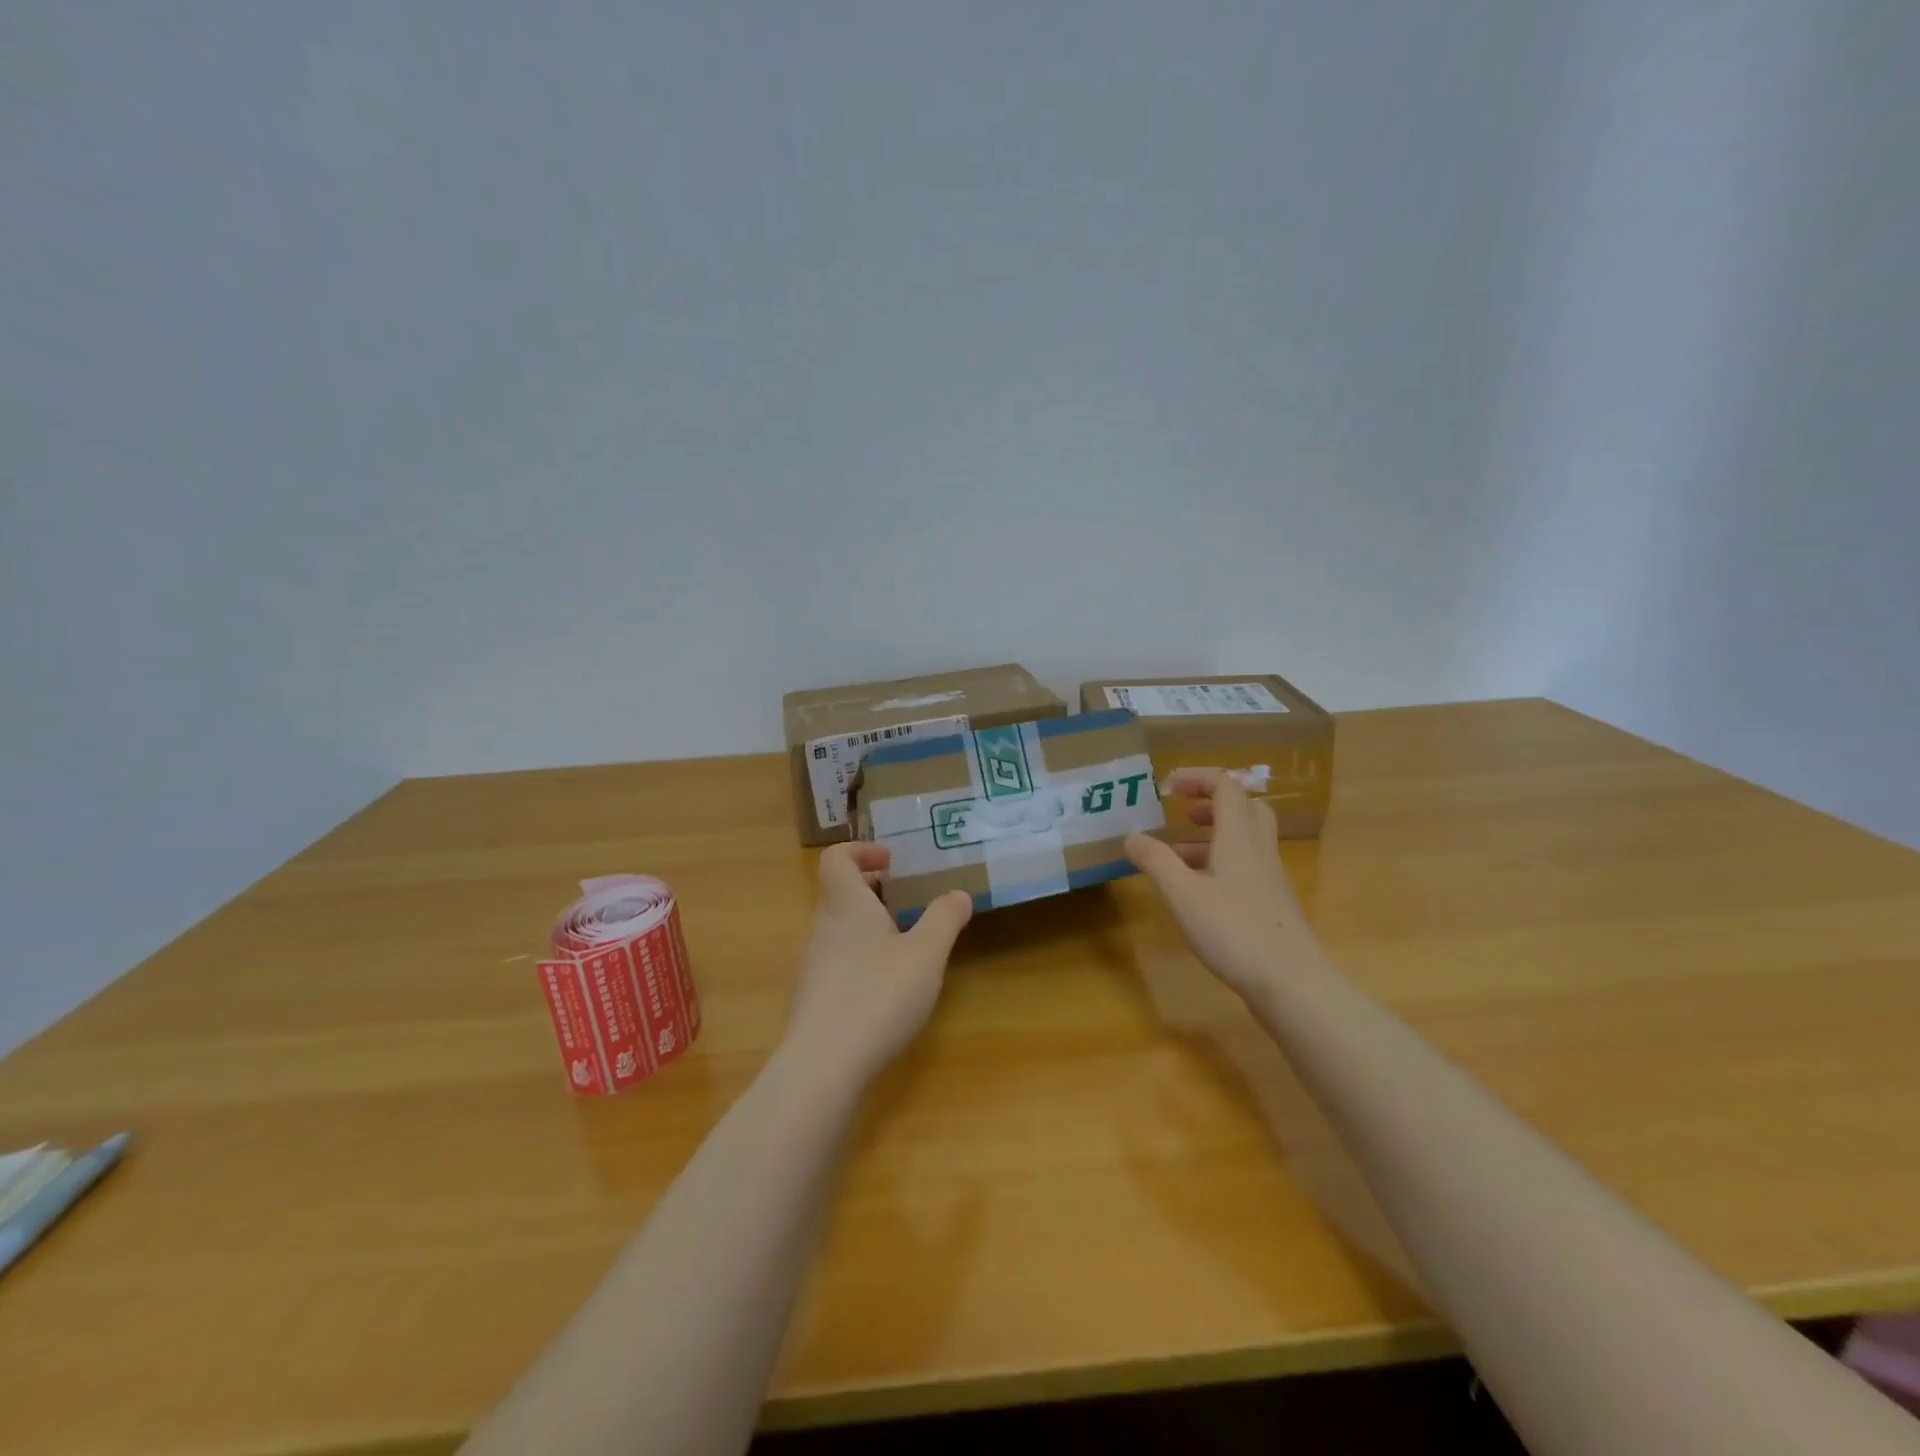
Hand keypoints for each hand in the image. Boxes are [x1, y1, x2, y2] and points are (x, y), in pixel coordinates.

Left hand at [783, 842, 972, 1086]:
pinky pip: (837, 961)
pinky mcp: (814, 997)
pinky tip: (887, 987)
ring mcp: (813, 964)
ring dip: (869, 926)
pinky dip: (861, 958)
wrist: (824, 1065)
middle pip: (839, 893)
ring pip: (839, 929)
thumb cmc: (878, 995)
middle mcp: (823, 927)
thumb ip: (944, 919)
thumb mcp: (925, 954)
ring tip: (905, 946)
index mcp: (846, 905)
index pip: (835, 858)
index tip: (890, 862)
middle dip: (873, 891)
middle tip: (907, 901)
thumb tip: (959, 894)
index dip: (860, 851)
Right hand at [1125, 769, 1319, 1000]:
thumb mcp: (1183, 896)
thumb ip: (1156, 862)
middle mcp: (1259, 851)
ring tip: (1177, 855)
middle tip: (1184, 814)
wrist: (1293, 984)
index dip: (1198, 779)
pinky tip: (1199, 892)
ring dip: (1213, 837)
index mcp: (1240, 838)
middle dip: (1212, 803)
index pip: (1226, 788)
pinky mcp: (1272, 905)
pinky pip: (1246, 867)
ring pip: (1245, 840)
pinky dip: (1221, 864)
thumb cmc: (1235, 932)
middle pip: (1246, 808)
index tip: (1168, 787)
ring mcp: (1270, 879)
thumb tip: (1131, 836)